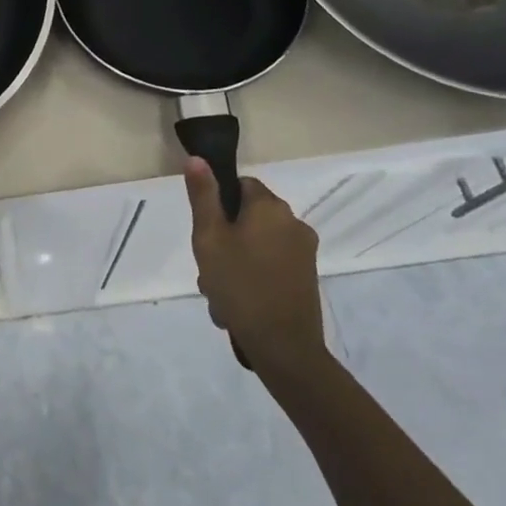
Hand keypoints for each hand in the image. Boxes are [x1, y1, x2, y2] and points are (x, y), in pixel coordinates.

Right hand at [186, 157, 327, 377]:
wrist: (284, 347)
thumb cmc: (240, 286)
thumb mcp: (209, 237)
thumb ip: (203, 196)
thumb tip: (197, 158)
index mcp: (270, 207)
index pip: (240, 185)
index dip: (218, 205)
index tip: (206, 233)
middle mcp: (293, 222)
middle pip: (248, 217)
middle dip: (225, 239)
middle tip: (209, 268)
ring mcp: (304, 252)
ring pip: (257, 244)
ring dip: (235, 262)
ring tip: (220, 294)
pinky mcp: (307, 277)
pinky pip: (271, 265)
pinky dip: (254, 277)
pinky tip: (238, 304)